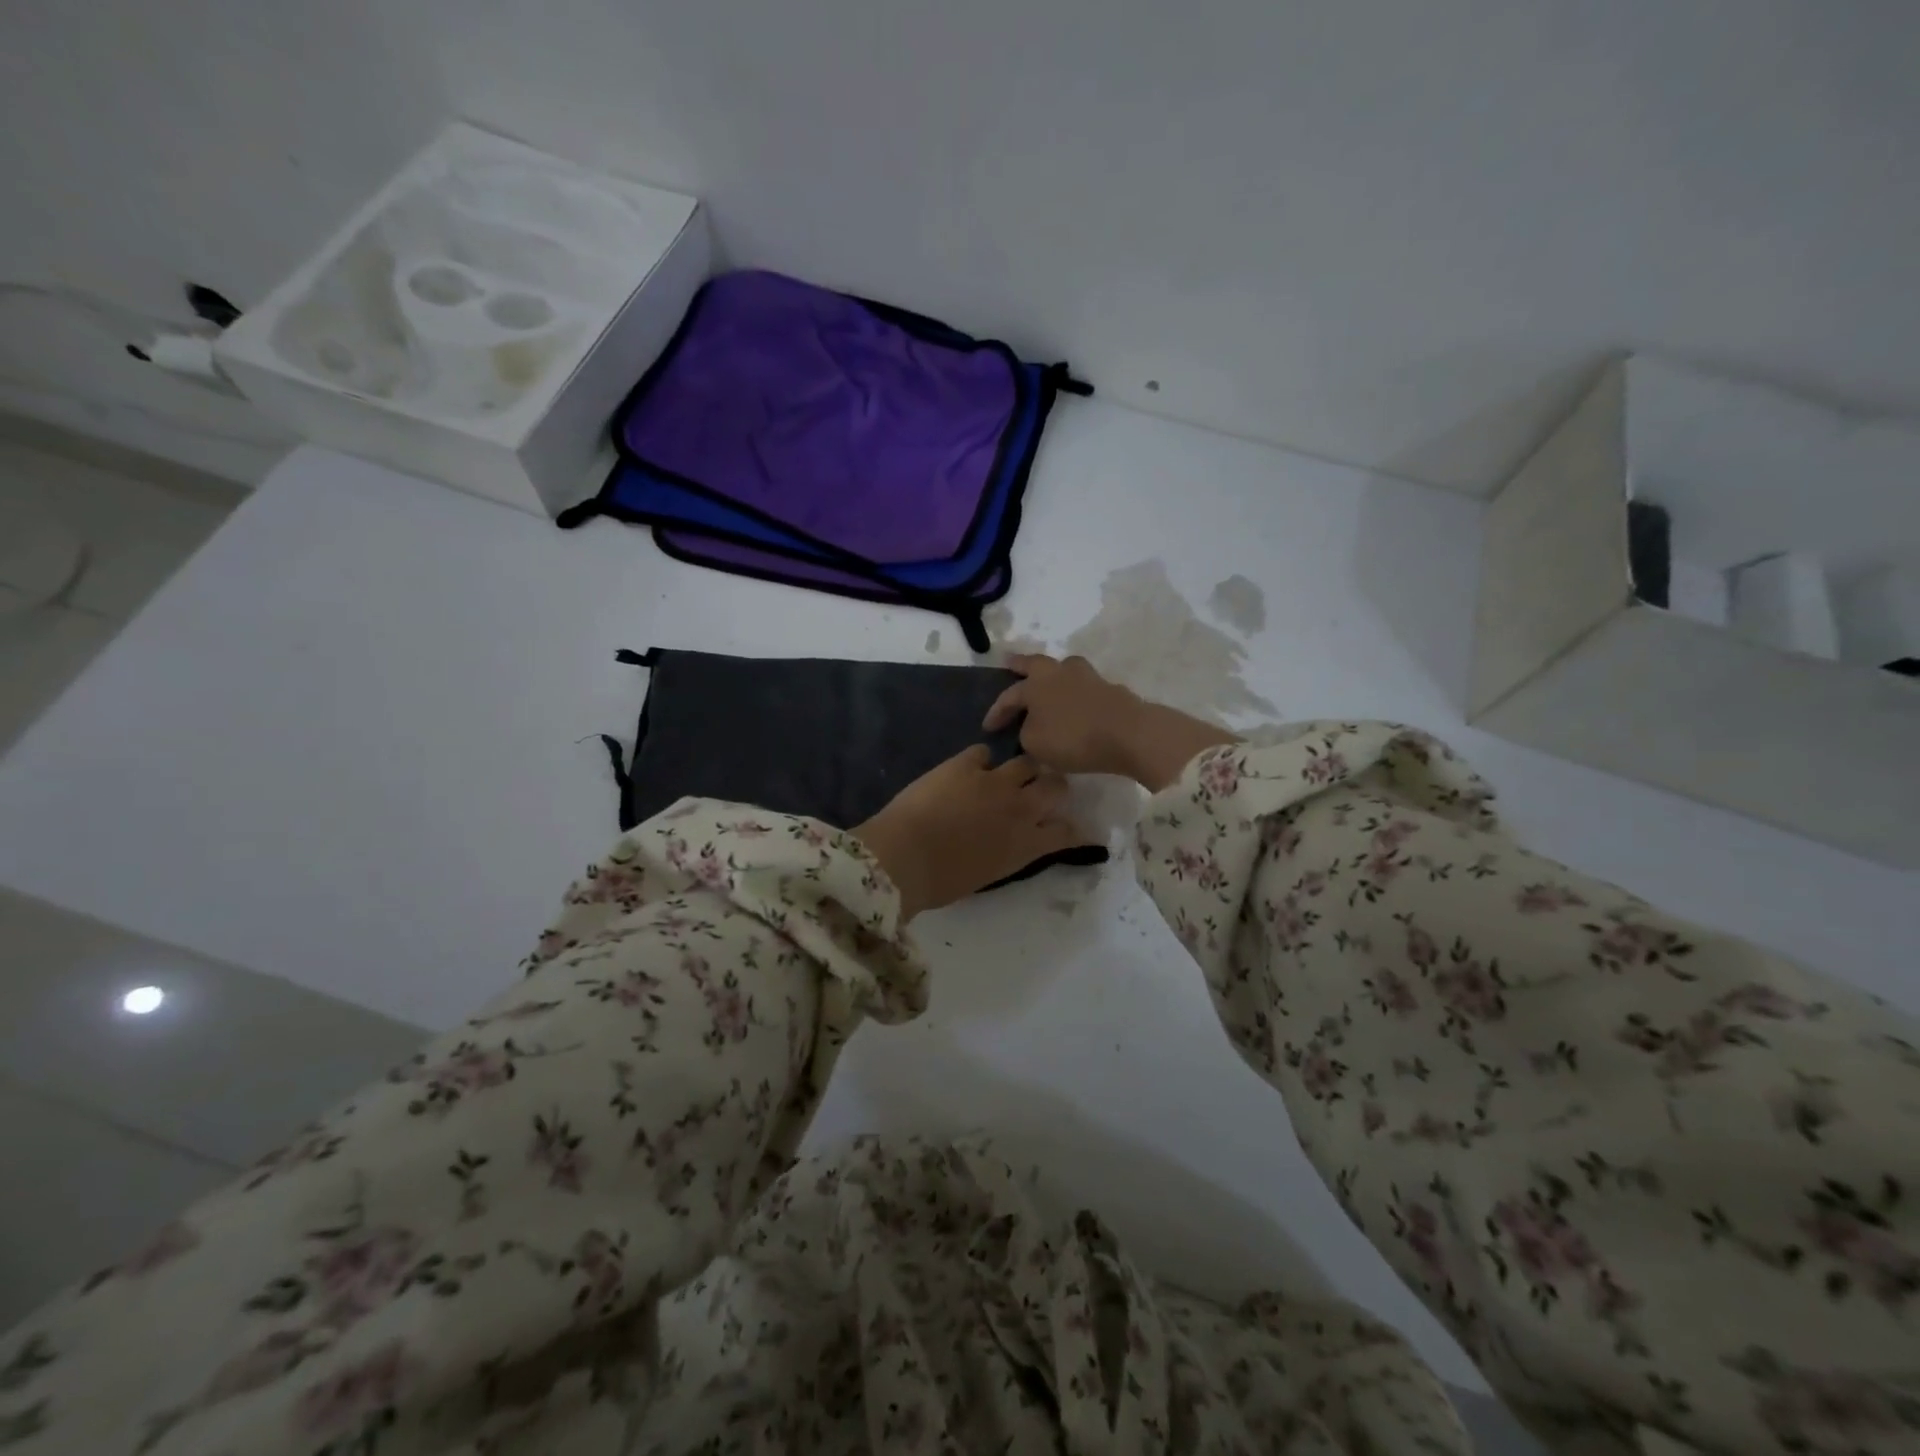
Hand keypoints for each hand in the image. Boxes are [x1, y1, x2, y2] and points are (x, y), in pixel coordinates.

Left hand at [852, 746, 1093, 919]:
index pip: (1066, 832)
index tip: (1068, 827)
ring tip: (1008, 774)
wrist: (904, 858)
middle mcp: (1019, 809)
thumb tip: (1007, 844)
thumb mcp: (987, 875)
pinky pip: (983, 752)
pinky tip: (969, 768)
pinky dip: (980, 760)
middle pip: (1056, 786)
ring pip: (1026, 762)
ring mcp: (994, 781)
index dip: (1072, 828)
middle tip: (1041, 790)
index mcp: (1026, 846)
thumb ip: (1007, 854)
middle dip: (1053, 787)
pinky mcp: (964, 764)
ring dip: (1022, 769)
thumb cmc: (940, 883)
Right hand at [981, 654, 1144, 776]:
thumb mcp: (1035, 744)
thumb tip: (1032, 725)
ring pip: (1063, 670)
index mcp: (1036, 684)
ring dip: (1053, 675)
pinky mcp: (1110, 688)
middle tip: (1010, 663)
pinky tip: (1075, 705)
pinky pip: (1084, 687)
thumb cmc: (1073, 738)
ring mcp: (1087, 677)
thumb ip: (1026, 732)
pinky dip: (1075, 694)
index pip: (1009, 696)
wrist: (1128, 734)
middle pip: (1035, 664)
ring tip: (1048, 683)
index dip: (996, 712)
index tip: (987, 727)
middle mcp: (1059, 673)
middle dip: (1020, 665)